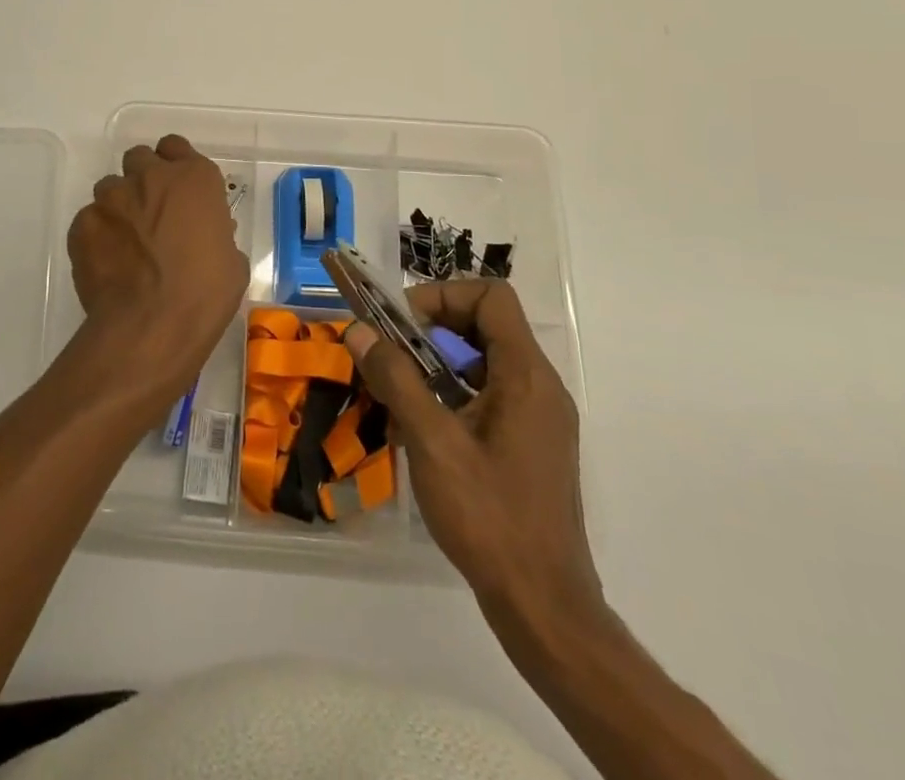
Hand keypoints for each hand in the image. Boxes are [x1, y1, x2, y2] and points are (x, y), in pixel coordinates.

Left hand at [66, 135, 248, 398]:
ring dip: (119, 206)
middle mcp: (150, 177)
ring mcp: (111, 198)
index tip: (178, 189)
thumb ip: (213, 232)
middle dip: (144, 179)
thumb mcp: (230, 260)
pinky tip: (107, 263)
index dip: (175, 165)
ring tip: (125, 242)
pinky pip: (89, 220)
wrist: (151, 326)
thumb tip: (202, 235)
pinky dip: (97, 235)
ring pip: (110, 187)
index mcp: (194, 178)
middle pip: (140, 159)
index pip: (176, 147)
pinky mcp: (82, 224)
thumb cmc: (204, 294)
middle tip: (152, 212)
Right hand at [347, 279, 605, 639]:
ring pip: (483, 361)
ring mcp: (539, 417)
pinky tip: (418, 431)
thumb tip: (360, 331)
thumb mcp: (432, 442)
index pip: (492, 296)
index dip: (444, 296)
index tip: (403, 325)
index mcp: (526, 375)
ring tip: (396, 395)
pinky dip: (452, 396)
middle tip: (391, 356)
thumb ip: (396, 379)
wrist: (544, 607)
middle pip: (486, 325)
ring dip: (436, 365)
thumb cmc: (490, 517)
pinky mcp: (531, 443)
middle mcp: (540, 386)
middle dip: (431, 330)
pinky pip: (489, 395)